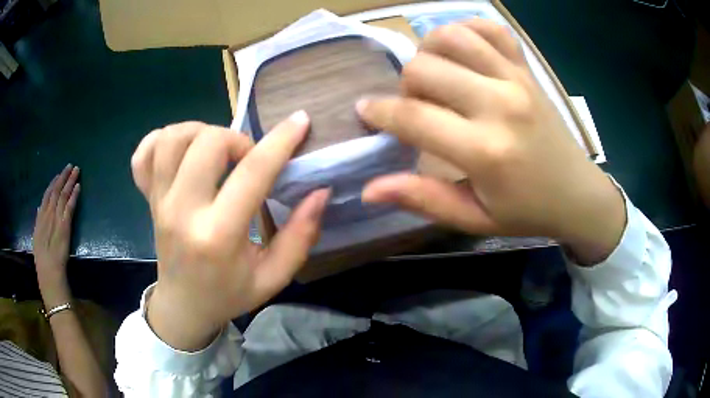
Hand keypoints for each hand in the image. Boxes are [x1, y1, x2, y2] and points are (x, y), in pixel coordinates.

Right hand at [33, 164, 79, 307]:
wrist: (49, 270)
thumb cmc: (42, 259)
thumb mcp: (36, 237)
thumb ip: (38, 221)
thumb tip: (39, 208)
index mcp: (40, 217)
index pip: (47, 195)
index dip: (53, 183)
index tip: (58, 174)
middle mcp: (48, 213)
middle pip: (56, 190)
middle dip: (63, 177)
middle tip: (70, 165)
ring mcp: (56, 218)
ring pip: (63, 194)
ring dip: (70, 181)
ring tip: (76, 170)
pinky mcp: (65, 224)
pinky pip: (70, 206)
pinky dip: (74, 195)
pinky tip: (78, 186)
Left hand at [131, 113, 328, 350]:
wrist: (183, 306)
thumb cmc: (229, 294)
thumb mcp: (274, 277)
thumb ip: (301, 235)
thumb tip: (320, 191)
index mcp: (218, 235)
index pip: (252, 173)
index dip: (281, 141)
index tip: (300, 121)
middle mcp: (182, 211)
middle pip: (207, 142)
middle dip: (238, 139)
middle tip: (248, 160)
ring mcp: (159, 201)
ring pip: (173, 138)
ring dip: (202, 132)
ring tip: (217, 151)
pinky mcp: (147, 198)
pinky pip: (145, 152)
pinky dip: (163, 140)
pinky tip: (181, 152)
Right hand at [359, 19, 624, 263]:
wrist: (577, 194)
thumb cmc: (527, 211)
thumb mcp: (474, 219)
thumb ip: (423, 199)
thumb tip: (369, 188)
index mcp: (485, 151)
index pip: (413, 116)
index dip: (378, 111)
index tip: (365, 111)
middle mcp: (499, 104)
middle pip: (425, 67)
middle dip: (406, 86)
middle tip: (417, 106)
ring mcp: (516, 79)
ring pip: (452, 36)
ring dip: (429, 50)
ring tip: (436, 75)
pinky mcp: (527, 69)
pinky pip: (491, 29)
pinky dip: (467, 29)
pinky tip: (462, 51)